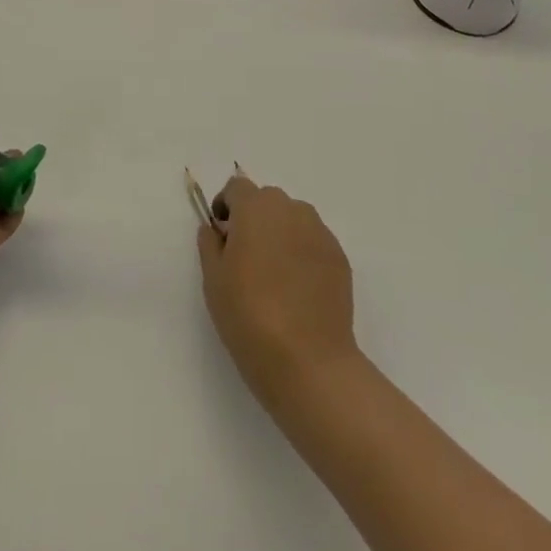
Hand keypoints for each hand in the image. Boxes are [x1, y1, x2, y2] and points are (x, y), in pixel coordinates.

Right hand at [197, 170, 360, 406]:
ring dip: (281, 235)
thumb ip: (210, 244)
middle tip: (246, 260)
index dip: (226, 207)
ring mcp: (319, 232)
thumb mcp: (213, 280)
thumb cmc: (250, 316)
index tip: (222, 236)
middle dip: (255, 220)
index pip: (237, 188)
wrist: (309, 362)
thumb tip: (216, 229)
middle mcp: (290, 209)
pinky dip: (303, 255)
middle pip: (267, 202)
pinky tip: (298, 291)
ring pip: (293, 221)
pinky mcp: (340, 258)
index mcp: (255, 207)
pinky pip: (313, 244)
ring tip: (275, 277)